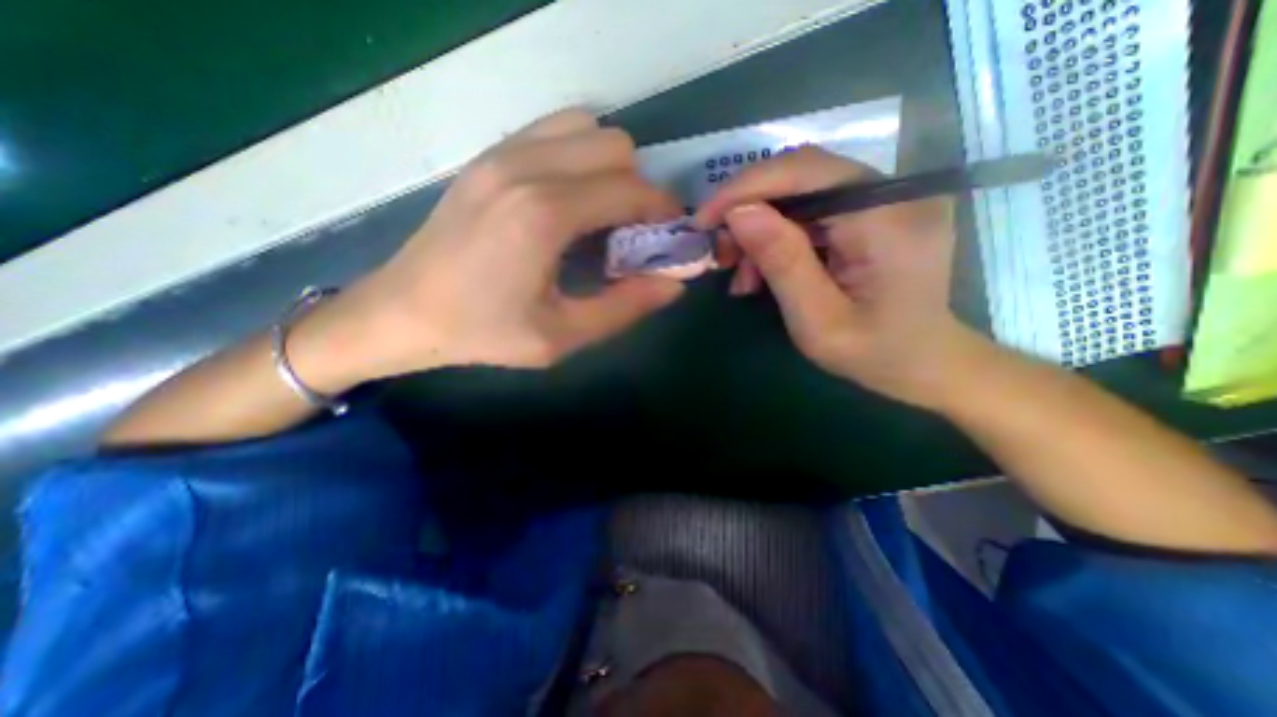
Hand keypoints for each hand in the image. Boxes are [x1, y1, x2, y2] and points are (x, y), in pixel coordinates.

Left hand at [307, 110, 689, 387]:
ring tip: (600, 215)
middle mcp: (527, 167)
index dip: (662, 212)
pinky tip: (569, 200)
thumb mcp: (562, 336)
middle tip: (631, 233)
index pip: (631, 190)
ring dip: (609, 169)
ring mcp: (502, 154)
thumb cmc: (483, 332)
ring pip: (588, 129)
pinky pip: (554, 132)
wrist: (402, 312)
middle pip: (617, 148)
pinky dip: (578, 157)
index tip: (669, 237)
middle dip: (639, 189)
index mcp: (546, 214)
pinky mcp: (489, 156)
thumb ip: (625, 308)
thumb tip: (674, 283)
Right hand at [694, 146, 974, 408]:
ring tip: (742, 277)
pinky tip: (764, 272)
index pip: (807, 171)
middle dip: (749, 210)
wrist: (925, 364)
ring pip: (801, 194)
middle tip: (721, 253)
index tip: (704, 219)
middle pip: (801, 176)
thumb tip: (739, 213)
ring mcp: (887, 199)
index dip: (747, 187)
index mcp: (888, 219)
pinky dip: (779, 238)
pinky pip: (813, 211)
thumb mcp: (817, 320)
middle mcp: (895, 193)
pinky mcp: (874, 212)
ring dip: (760, 230)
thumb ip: (782, 262)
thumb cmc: (875, 353)